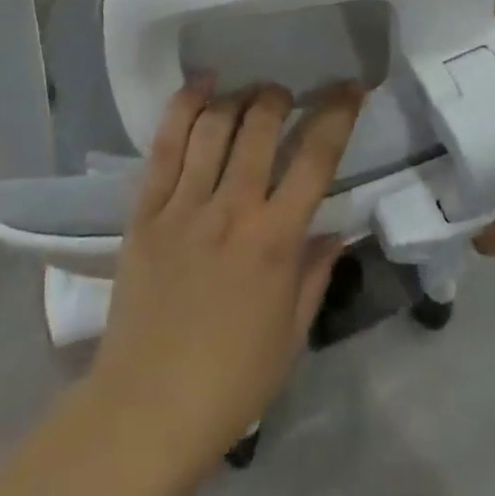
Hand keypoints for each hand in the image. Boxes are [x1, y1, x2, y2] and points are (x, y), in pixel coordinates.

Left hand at [85, 81, 363, 474]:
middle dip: (278, 97)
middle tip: (284, 96)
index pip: (316, 159)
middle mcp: (233, 209)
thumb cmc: (230, 381)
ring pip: (214, 125)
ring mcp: (185, 204)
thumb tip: (336, 231)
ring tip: (247, 93)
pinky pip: (165, 144)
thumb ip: (315, 275)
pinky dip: (184, 106)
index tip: (348, 88)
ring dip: (237, 97)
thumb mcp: (290, 336)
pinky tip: (200, 86)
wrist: (147, 409)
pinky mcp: (146, 208)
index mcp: (275, 241)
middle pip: (261, 126)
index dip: (337, 115)